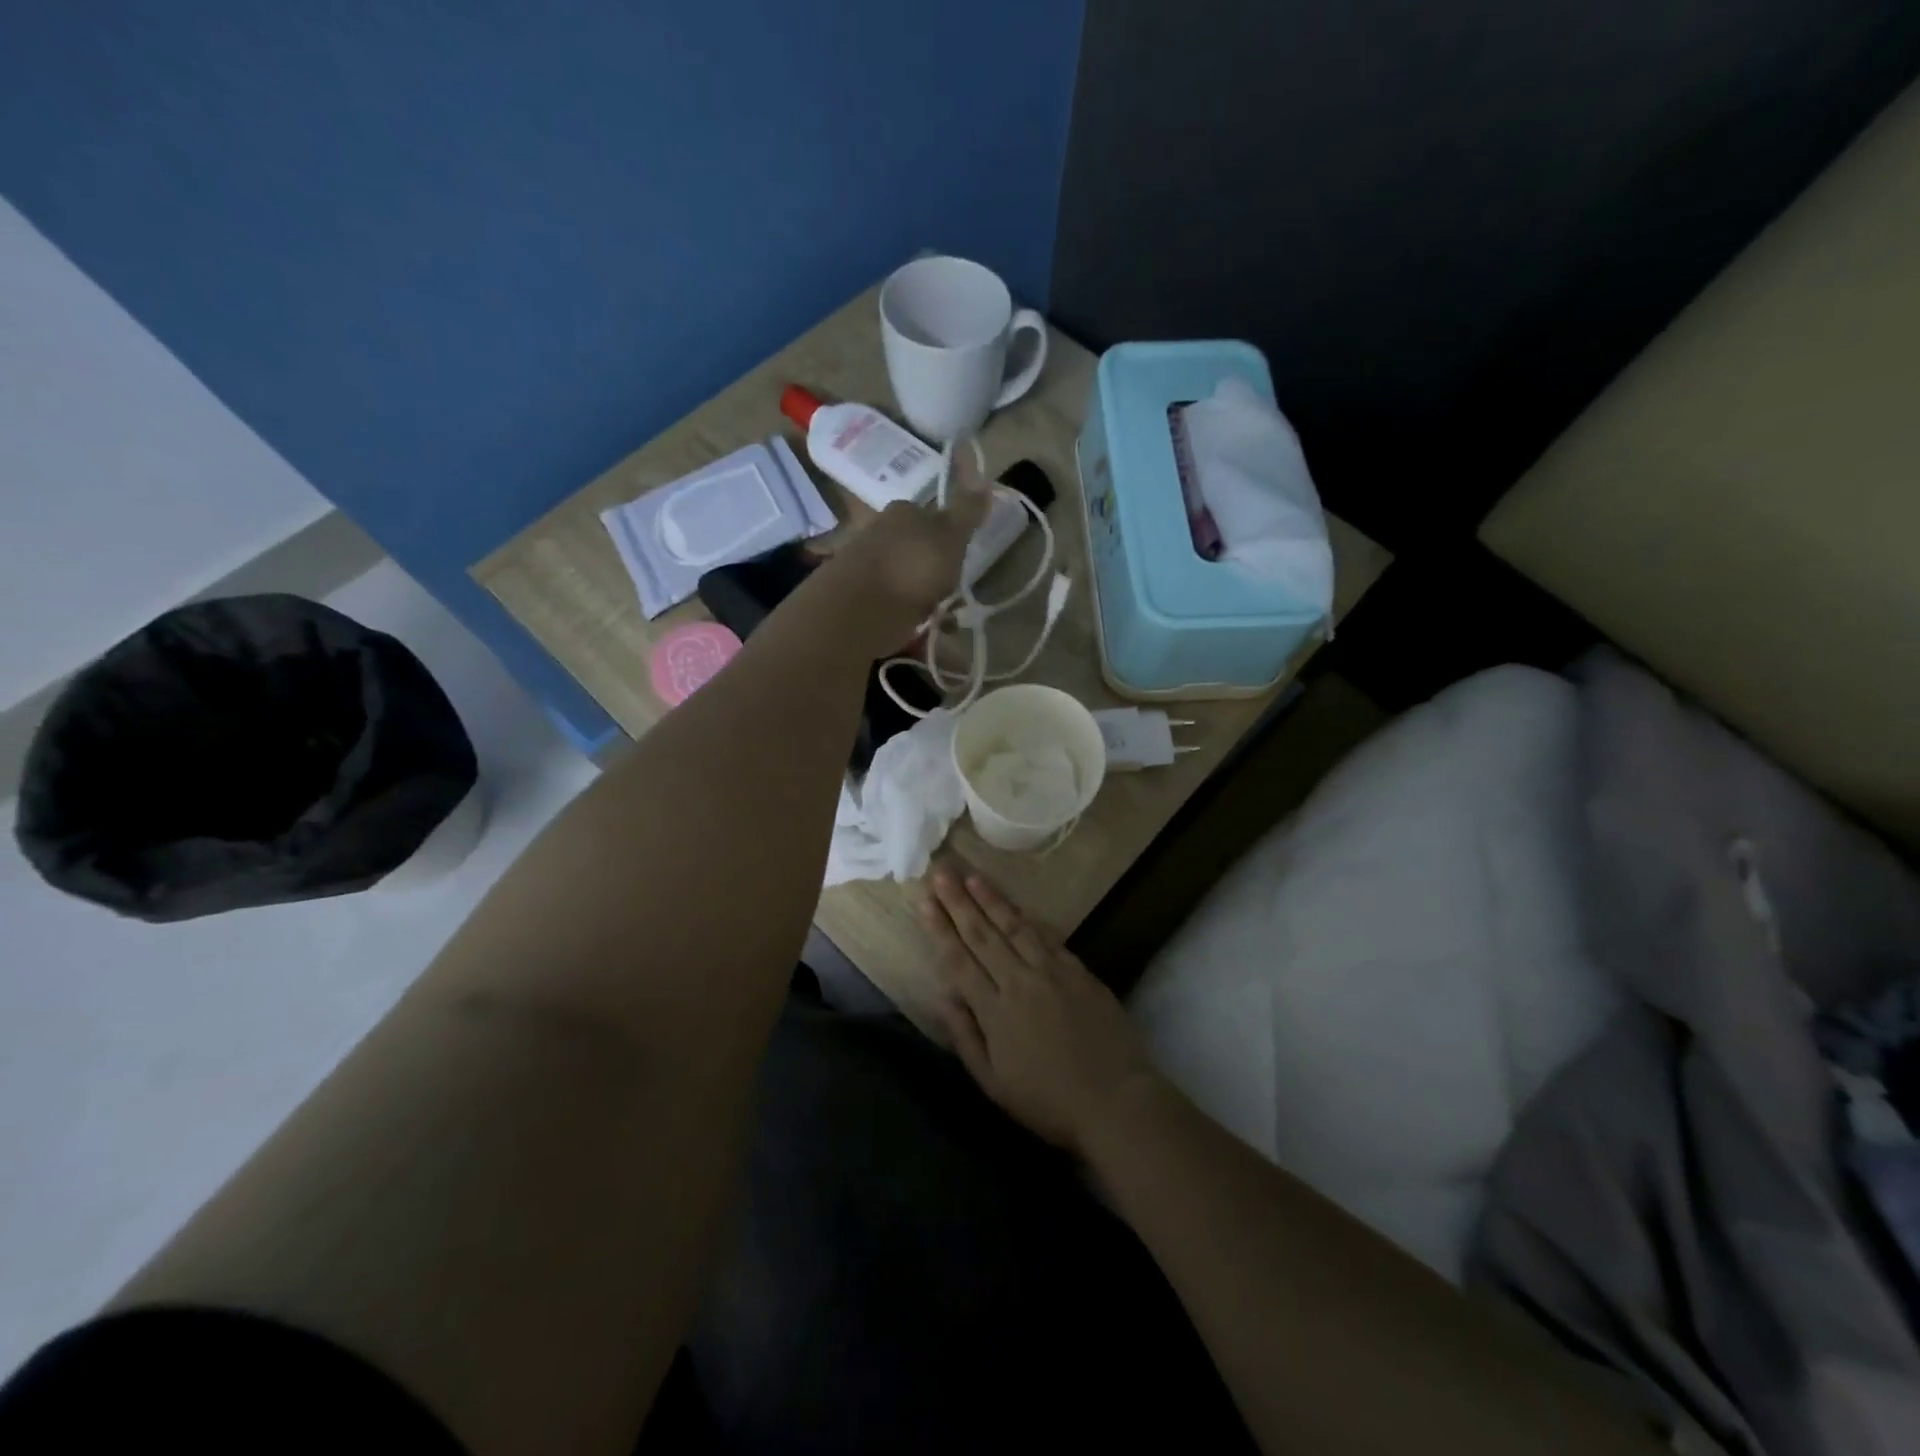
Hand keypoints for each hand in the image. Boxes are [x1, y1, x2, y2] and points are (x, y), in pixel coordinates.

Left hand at [820, 444, 989, 656]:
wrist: (858, 611)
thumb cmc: (911, 568)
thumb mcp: (950, 536)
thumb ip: (967, 511)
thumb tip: (984, 477)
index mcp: (902, 512)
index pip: (931, 516)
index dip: (950, 538)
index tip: (961, 562)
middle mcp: (879, 531)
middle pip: (917, 549)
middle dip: (935, 572)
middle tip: (953, 596)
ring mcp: (865, 565)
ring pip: (905, 578)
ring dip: (923, 598)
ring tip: (941, 621)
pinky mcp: (857, 598)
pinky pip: (893, 605)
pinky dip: (908, 616)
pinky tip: (919, 632)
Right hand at [920, 863, 1167, 1156]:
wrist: (1116, 1100)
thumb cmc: (1049, 1101)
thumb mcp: (994, 1084)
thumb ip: (966, 1037)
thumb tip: (943, 996)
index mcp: (994, 1011)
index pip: (959, 960)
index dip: (940, 928)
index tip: (924, 900)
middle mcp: (1019, 982)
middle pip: (983, 935)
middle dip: (959, 902)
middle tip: (941, 872)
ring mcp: (1051, 972)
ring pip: (1014, 927)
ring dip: (991, 900)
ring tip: (972, 877)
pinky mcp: (1078, 971)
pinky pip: (1047, 937)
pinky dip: (1027, 918)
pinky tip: (1016, 906)